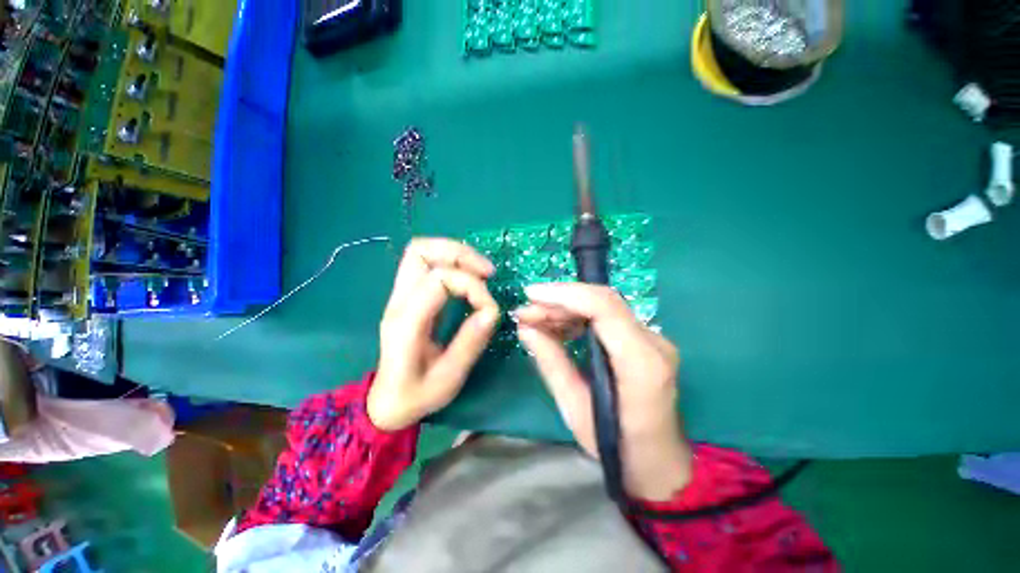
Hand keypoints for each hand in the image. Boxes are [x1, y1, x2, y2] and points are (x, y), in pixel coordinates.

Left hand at [368, 238, 500, 431]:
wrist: (387, 401)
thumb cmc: (417, 394)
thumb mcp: (448, 378)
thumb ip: (470, 343)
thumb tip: (492, 310)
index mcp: (406, 323)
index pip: (439, 280)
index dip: (471, 287)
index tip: (490, 308)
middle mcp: (398, 301)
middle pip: (421, 251)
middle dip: (460, 254)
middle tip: (488, 273)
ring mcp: (399, 295)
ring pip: (421, 250)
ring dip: (456, 253)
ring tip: (481, 272)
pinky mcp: (407, 294)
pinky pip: (426, 262)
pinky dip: (451, 261)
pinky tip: (469, 277)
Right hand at [515, 283, 692, 500]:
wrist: (660, 463)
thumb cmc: (617, 447)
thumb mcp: (575, 409)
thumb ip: (551, 363)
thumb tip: (525, 328)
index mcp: (641, 364)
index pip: (604, 308)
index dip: (565, 295)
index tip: (531, 295)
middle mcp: (654, 343)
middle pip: (603, 302)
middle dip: (559, 301)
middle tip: (525, 312)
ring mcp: (653, 339)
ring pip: (604, 305)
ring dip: (566, 307)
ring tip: (535, 319)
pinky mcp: (645, 340)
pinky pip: (607, 317)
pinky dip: (578, 316)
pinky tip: (557, 326)